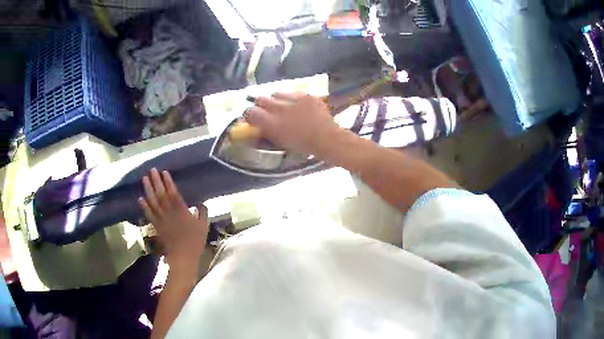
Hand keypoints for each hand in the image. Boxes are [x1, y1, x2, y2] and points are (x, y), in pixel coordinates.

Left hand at [139, 168, 208, 270]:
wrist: (183, 256)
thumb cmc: (195, 241)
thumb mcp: (204, 226)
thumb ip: (202, 213)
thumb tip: (200, 203)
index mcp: (182, 211)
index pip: (173, 193)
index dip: (168, 182)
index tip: (164, 172)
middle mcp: (169, 212)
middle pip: (161, 194)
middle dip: (156, 181)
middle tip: (152, 170)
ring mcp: (161, 219)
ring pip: (153, 202)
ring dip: (148, 190)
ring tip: (144, 178)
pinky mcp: (157, 226)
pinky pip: (149, 215)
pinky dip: (144, 206)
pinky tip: (140, 198)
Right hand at [244, 92, 341, 155]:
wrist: (327, 139)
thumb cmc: (302, 146)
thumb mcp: (280, 143)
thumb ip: (265, 135)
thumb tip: (255, 129)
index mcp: (271, 123)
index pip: (249, 112)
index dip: (249, 115)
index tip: (253, 118)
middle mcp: (279, 108)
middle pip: (260, 99)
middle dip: (261, 105)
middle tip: (267, 111)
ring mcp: (293, 98)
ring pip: (276, 93)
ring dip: (276, 99)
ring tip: (284, 106)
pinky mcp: (305, 94)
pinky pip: (292, 92)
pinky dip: (292, 98)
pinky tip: (298, 105)